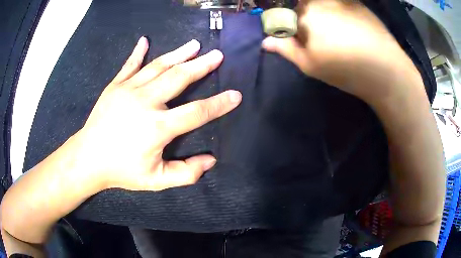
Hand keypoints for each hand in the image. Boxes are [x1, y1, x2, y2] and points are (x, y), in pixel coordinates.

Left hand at [75, 37, 241, 190]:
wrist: (88, 158)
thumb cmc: (122, 171)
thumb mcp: (156, 181)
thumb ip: (186, 173)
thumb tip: (211, 160)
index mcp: (157, 127)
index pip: (197, 112)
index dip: (219, 104)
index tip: (235, 95)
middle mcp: (145, 102)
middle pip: (180, 78)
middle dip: (202, 66)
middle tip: (217, 55)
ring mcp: (128, 90)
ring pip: (158, 66)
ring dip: (179, 54)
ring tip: (194, 45)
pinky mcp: (114, 86)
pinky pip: (129, 65)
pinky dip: (137, 52)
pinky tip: (144, 40)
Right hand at [262, 0, 421, 105]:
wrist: (386, 70)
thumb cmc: (346, 71)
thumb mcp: (311, 66)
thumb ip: (286, 49)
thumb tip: (265, 41)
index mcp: (305, 16)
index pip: (285, 15)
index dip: (289, 28)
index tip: (298, 40)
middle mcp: (320, 2)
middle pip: (303, 7)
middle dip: (306, 20)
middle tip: (321, 39)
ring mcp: (340, 1)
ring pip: (320, 4)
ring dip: (322, 15)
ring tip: (337, 35)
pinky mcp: (356, 3)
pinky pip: (338, 4)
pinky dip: (338, 12)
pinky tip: (350, 28)